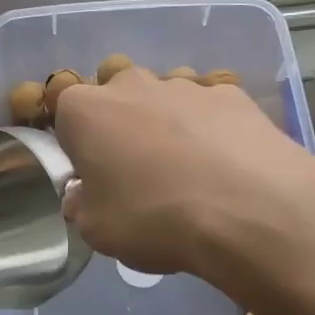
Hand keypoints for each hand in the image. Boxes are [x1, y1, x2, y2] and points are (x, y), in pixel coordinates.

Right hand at [53, 70, 314, 290]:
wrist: (249, 209)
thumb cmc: (153, 217)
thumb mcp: (96, 230)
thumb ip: (81, 204)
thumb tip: (84, 193)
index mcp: (85, 110)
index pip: (65, 113)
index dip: (77, 145)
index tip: (93, 175)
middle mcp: (131, 84)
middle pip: (116, 94)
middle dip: (121, 123)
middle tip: (137, 169)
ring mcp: (185, 84)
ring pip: (164, 97)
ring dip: (166, 122)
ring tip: (188, 169)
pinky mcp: (232, 94)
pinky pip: (209, 109)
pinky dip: (211, 129)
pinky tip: (226, 165)